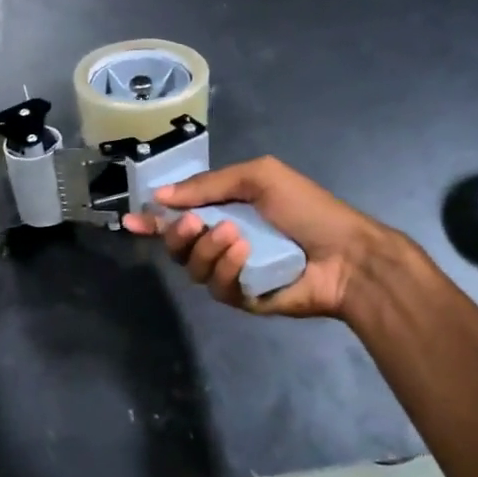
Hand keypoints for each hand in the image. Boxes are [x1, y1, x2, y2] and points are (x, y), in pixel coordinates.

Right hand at [123, 156, 400, 317]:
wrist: (348, 254)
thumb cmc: (307, 209)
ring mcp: (233, 272)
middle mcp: (223, 243)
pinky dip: (227, 268)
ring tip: (234, 235)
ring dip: (207, 249)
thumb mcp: (259, 178)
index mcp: (225, 212)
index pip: (179, 217)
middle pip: (177, 245)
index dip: (152, 220)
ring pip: (193, 267)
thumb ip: (209, 185)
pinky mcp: (243, 298)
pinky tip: (245, 255)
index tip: (129, 220)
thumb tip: (161, 196)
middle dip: (177, 234)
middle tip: (194, 223)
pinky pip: (218, 287)